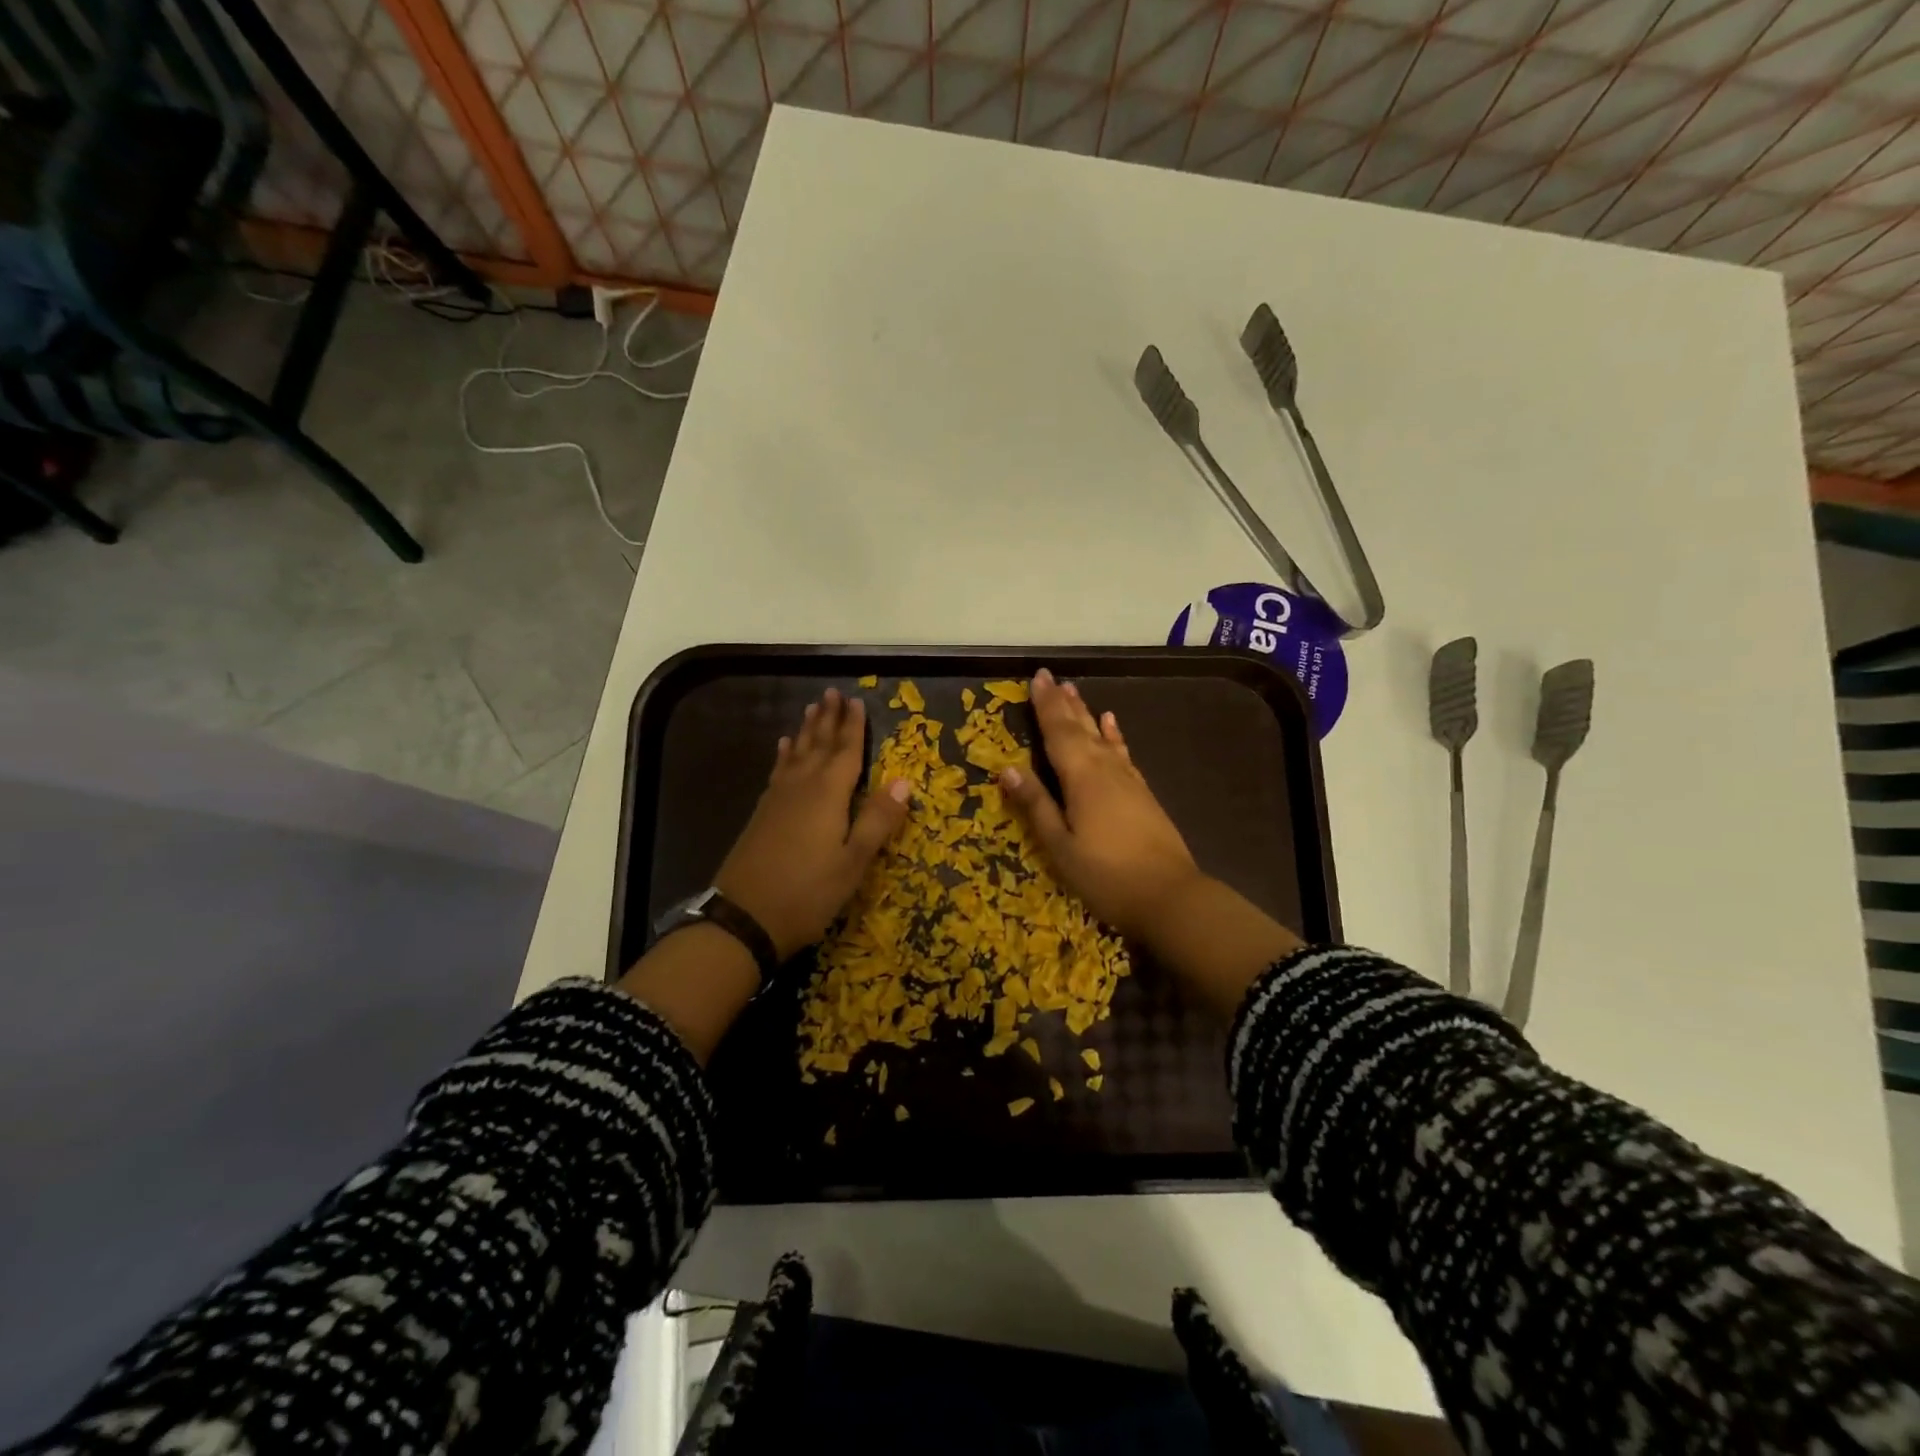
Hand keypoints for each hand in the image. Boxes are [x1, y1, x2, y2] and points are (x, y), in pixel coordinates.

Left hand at [715, 687, 910, 961]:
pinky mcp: (762, 814)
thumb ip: (877, 820)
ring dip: (806, 731)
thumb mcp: (853, 862)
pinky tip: (784, 749)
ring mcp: (777, 800)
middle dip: (828, 719)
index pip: (846, 752)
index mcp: (828, 794)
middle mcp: (801, 787)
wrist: (744, 918)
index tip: (856, 700)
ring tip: (811, 709)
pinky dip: (784, 755)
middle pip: (818, 745)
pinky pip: (778, 771)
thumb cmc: (808, 892)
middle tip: (831, 692)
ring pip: (796, 754)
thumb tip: (903, 781)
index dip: (853, 727)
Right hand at [999, 668, 1202, 942]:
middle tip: (1050, 677)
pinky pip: (1123, 753)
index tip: (1037, 677)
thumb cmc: (1106, 875)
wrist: (1170, 896)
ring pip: (1101, 736)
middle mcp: (1105, 769)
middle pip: (1080, 728)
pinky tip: (1111, 725)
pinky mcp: (1143, 793)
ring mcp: (1128, 780)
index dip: (1045, 705)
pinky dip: (1114, 736)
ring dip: (1085, 713)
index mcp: (1081, 778)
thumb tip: (1007, 768)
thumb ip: (1036, 805)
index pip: (1057, 732)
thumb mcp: (1060, 846)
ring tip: (1074, 691)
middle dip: (1063, 702)